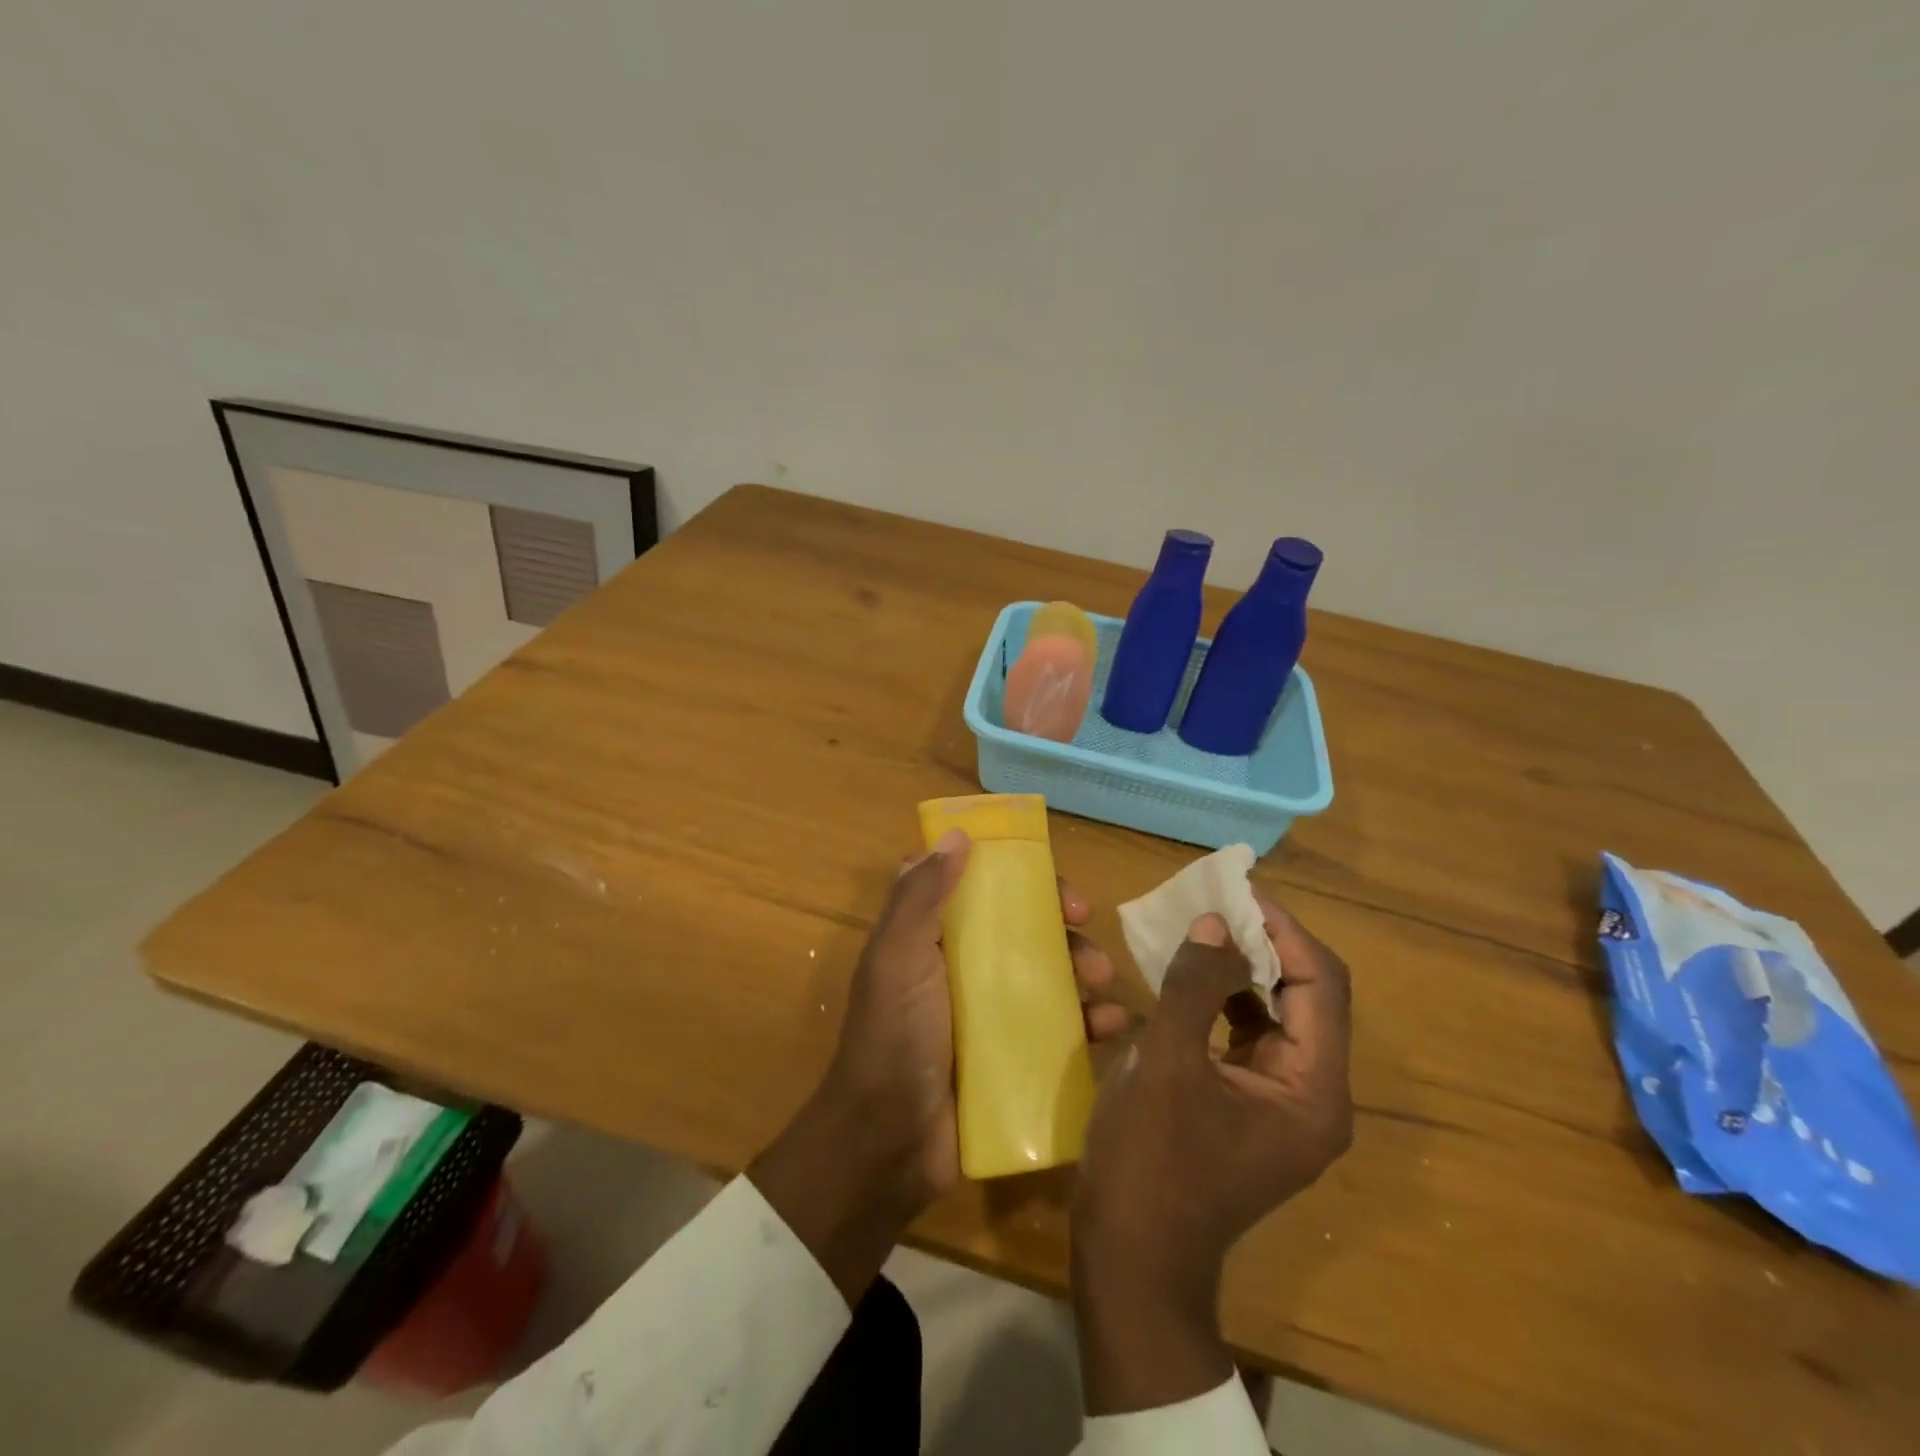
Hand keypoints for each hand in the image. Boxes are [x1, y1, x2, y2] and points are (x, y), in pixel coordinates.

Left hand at [751, 829, 1129, 1304]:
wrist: (888, 1146)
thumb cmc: (892, 1038)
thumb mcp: (897, 958)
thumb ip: (920, 896)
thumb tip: (957, 834)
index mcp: (932, 937)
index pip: (977, 885)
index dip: (1012, 872)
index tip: (1043, 874)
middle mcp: (963, 966)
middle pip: (1021, 926)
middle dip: (1058, 921)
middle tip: (1084, 925)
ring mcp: (990, 1012)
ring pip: (1048, 972)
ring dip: (1081, 966)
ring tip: (1101, 979)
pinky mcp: (1015, 1055)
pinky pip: (1061, 1027)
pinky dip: (1090, 1021)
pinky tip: (1113, 1024)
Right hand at [1072, 896, 1351, 1414]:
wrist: (1132, 1256)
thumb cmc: (1151, 1160)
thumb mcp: (1166, 1063)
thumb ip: (1194, 985)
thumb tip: (1216, 922)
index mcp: (1312, 1089)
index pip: (1321, 983)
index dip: (1282, 929)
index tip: (1236, 889)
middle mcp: (1314, 1096)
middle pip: (1307, 995)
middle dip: (1263, 943)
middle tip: (1215, 902)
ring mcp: (1283, 1104)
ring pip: (1278, 1012)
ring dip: (1244, 968)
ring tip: (1202, 927)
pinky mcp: (1251, 1107)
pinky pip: (1250, 1035)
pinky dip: (1226, 1000)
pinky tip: (1189, 979)